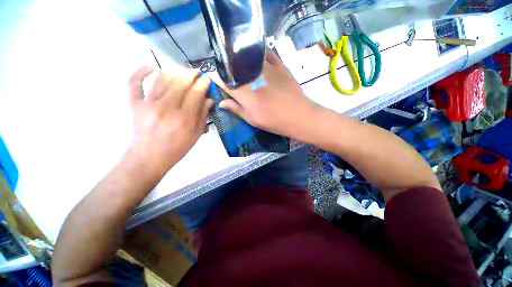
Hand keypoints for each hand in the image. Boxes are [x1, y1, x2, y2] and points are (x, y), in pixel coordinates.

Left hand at [127, 66, 212, 170]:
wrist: (148, 158)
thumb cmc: (177, 148)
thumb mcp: (196, 135)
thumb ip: (203, 116)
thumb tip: (209, 99)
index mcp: (184, 118)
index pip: (196, 93)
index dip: (203, 83)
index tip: (206, 79)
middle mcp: (167, 107)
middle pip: (180, 82)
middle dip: (190, 74)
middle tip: (195, 73)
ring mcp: (148, 103)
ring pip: (161, 78)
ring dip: (173, 72)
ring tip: (180, 74)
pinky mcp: (134, 103)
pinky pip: (134, 82)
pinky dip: (141, 71)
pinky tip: (150, 68)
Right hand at [216, 50, 321, 138]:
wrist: (298, 116)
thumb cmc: (274, 121)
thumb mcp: (253, 120)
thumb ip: (236, 109)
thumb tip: (221, 102)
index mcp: (245, 93)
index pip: (224, 81)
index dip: (216, 78)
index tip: (214, 78)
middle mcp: (253, 77)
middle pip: (234, 67)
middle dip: (227, 69)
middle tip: (228, 74)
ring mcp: (267, 68)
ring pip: (248, 57)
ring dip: (241, 60)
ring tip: (240, 66)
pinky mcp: (280, 65)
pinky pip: (266, 54)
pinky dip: (259, 55)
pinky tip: (256, 59)